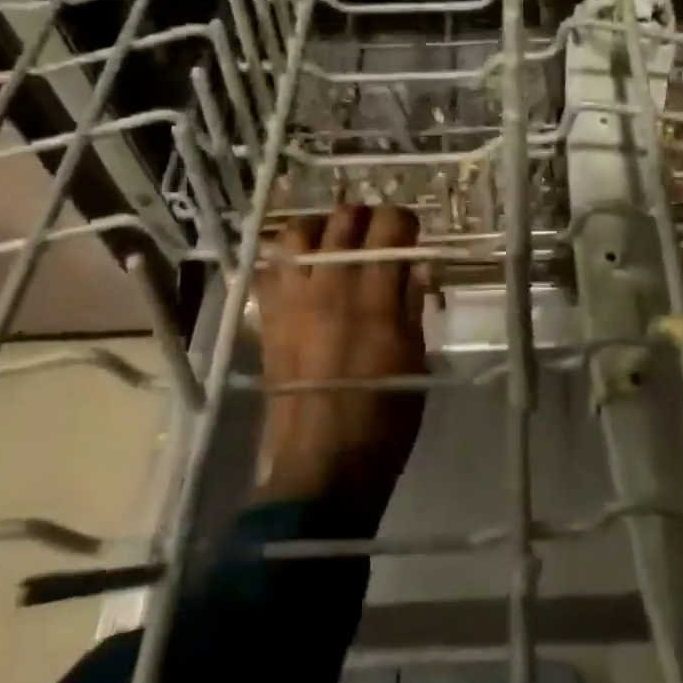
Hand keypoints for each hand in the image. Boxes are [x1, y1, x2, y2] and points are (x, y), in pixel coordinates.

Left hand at [253, 204, 429, 508]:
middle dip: (366, 217)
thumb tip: (414, 267)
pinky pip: (269, 269)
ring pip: (298, 232)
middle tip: (378, 235)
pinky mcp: (268, 318)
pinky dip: (287, 259)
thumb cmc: (384, 418)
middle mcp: (330, 285)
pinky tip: (303, 273)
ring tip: (336, 244)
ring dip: (322, 229)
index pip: (388, 225)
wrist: (322, 465)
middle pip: (344, 219)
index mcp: (375, 295)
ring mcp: (292, 299)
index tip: (411, 233)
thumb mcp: (414, 358)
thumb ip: (411, 305)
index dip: (403, 220)